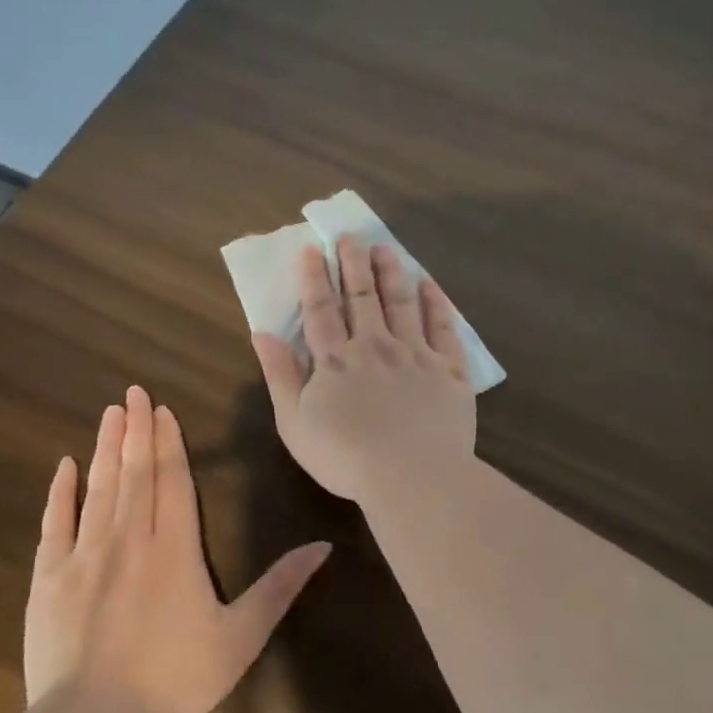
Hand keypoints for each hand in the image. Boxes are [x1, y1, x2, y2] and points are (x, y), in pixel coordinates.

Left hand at [23, 386, 330, 712]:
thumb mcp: (242, 637)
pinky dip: (61, 492)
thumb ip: (280, 587)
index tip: (162, 410)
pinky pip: (57, 523)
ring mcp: (85, 556)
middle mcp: (130, 539)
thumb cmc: (175, 679)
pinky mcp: (50, 578)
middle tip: (132, 393)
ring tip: (110, 414)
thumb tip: (323, 546)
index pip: (173, 481)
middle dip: (137, 431)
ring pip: (99, 488)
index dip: (169, 443)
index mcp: (175, 549)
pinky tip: (65, 467)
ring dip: (106, 449)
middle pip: (135, 473)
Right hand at [252, 237, 476, 503]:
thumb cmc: (344, 457)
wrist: (412, 476)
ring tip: (385, 248)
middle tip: (351, 236)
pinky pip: (444, 328)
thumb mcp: (294, 422)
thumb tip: (262, 333)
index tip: (312, 250)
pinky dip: (436, 303)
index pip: (321, 309)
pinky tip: (430, 285)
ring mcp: (416, 355)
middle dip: (354, 264)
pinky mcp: (450, 370)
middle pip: (363, 297)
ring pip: (403, 303)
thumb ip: (279, 375)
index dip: (315, 278)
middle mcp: (376, 346)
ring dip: (392, 273)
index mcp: (336, 360)